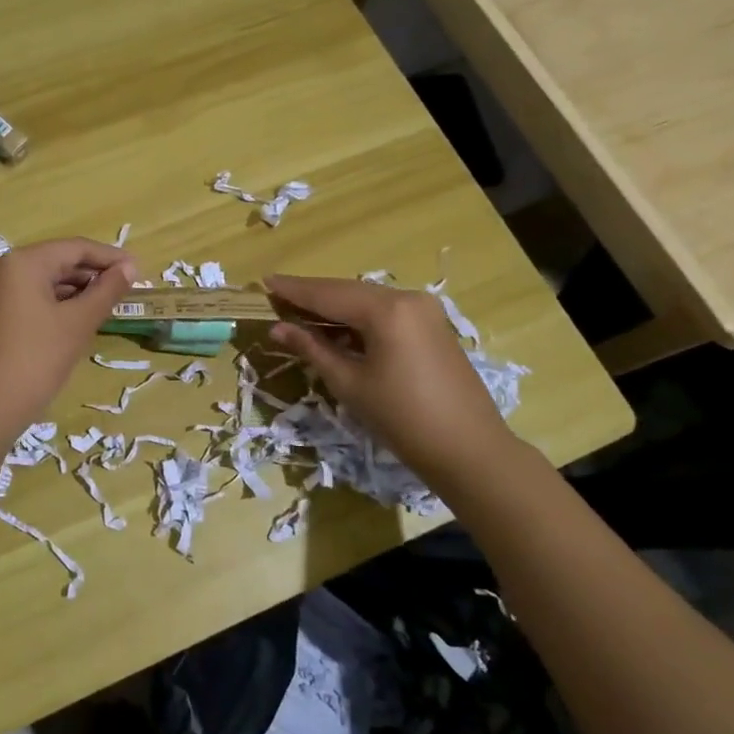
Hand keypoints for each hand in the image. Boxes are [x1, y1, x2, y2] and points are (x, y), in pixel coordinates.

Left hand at [0, 238, 136, 447]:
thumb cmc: (35, 361)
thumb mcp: (77, 324)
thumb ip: (106, 291)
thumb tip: (130, 268)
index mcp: (23, 262)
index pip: (75, 248)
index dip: (110, 257)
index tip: (139, 270)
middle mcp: (4, 267)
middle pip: (58, 260)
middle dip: (93, 273)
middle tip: (127, 287)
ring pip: (44, 279)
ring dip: (76, 289)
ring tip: (109, 302)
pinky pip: (31, 295)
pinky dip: (57, 302)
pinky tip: (79, 316)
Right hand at [265, 275, 520, 488]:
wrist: (469, 451)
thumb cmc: (402, 419)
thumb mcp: (349, 383)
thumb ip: (312, 348)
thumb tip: (278, 328)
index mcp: (386, 310)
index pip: (328, 294)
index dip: (294, 290)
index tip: (264, 282)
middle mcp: (407, 299)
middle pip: (347, 291)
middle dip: (312, 296)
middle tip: (276, 297)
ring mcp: (424, 310)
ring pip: (366, 300)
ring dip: (333, 307)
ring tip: (298, 312)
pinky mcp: (432, 326)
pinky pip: (384, 312)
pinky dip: (357, 317)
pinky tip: (335, 327)